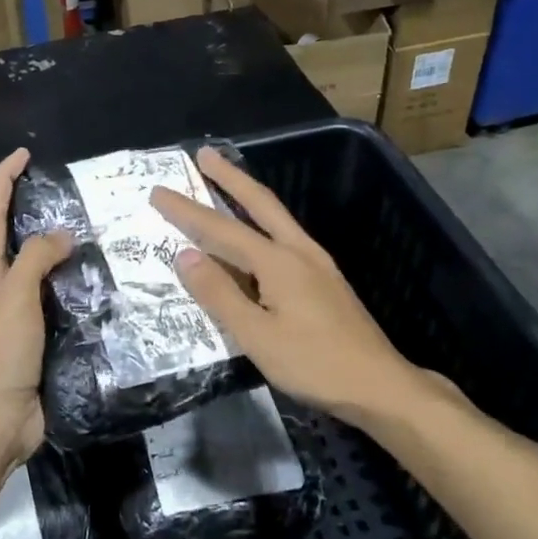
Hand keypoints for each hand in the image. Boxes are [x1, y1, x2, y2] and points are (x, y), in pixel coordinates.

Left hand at [0, 147, 71, 472]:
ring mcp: (20, 316)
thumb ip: (37, 259)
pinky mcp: (41, 340)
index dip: (4, 180)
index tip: (25, 154)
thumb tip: (63, 234)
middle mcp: (0, 288)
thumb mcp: (14, 297)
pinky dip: (79, 289)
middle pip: (18, 240)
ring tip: (101, 235)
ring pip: (44, 273)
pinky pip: (61, 304)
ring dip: (66, 253)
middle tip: (76, 195)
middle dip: (38, 212)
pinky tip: (106, 285)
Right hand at [149, 146, 438, 432]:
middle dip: (229, 177)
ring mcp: (317, 263)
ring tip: (225, 182)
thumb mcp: (257, 336)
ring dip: (247, 195)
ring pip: (276, 217)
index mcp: (278, 262)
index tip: (158, 191)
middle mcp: (299, 251)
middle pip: (259, 203)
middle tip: (204, 154)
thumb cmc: (314, 364)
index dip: (187, 211)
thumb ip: (220, 294)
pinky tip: (257, 234)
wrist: (379, 385)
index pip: (221, 229)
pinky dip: (263, 221)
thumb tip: (185, 255)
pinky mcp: (326, 279)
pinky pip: (285, 236)